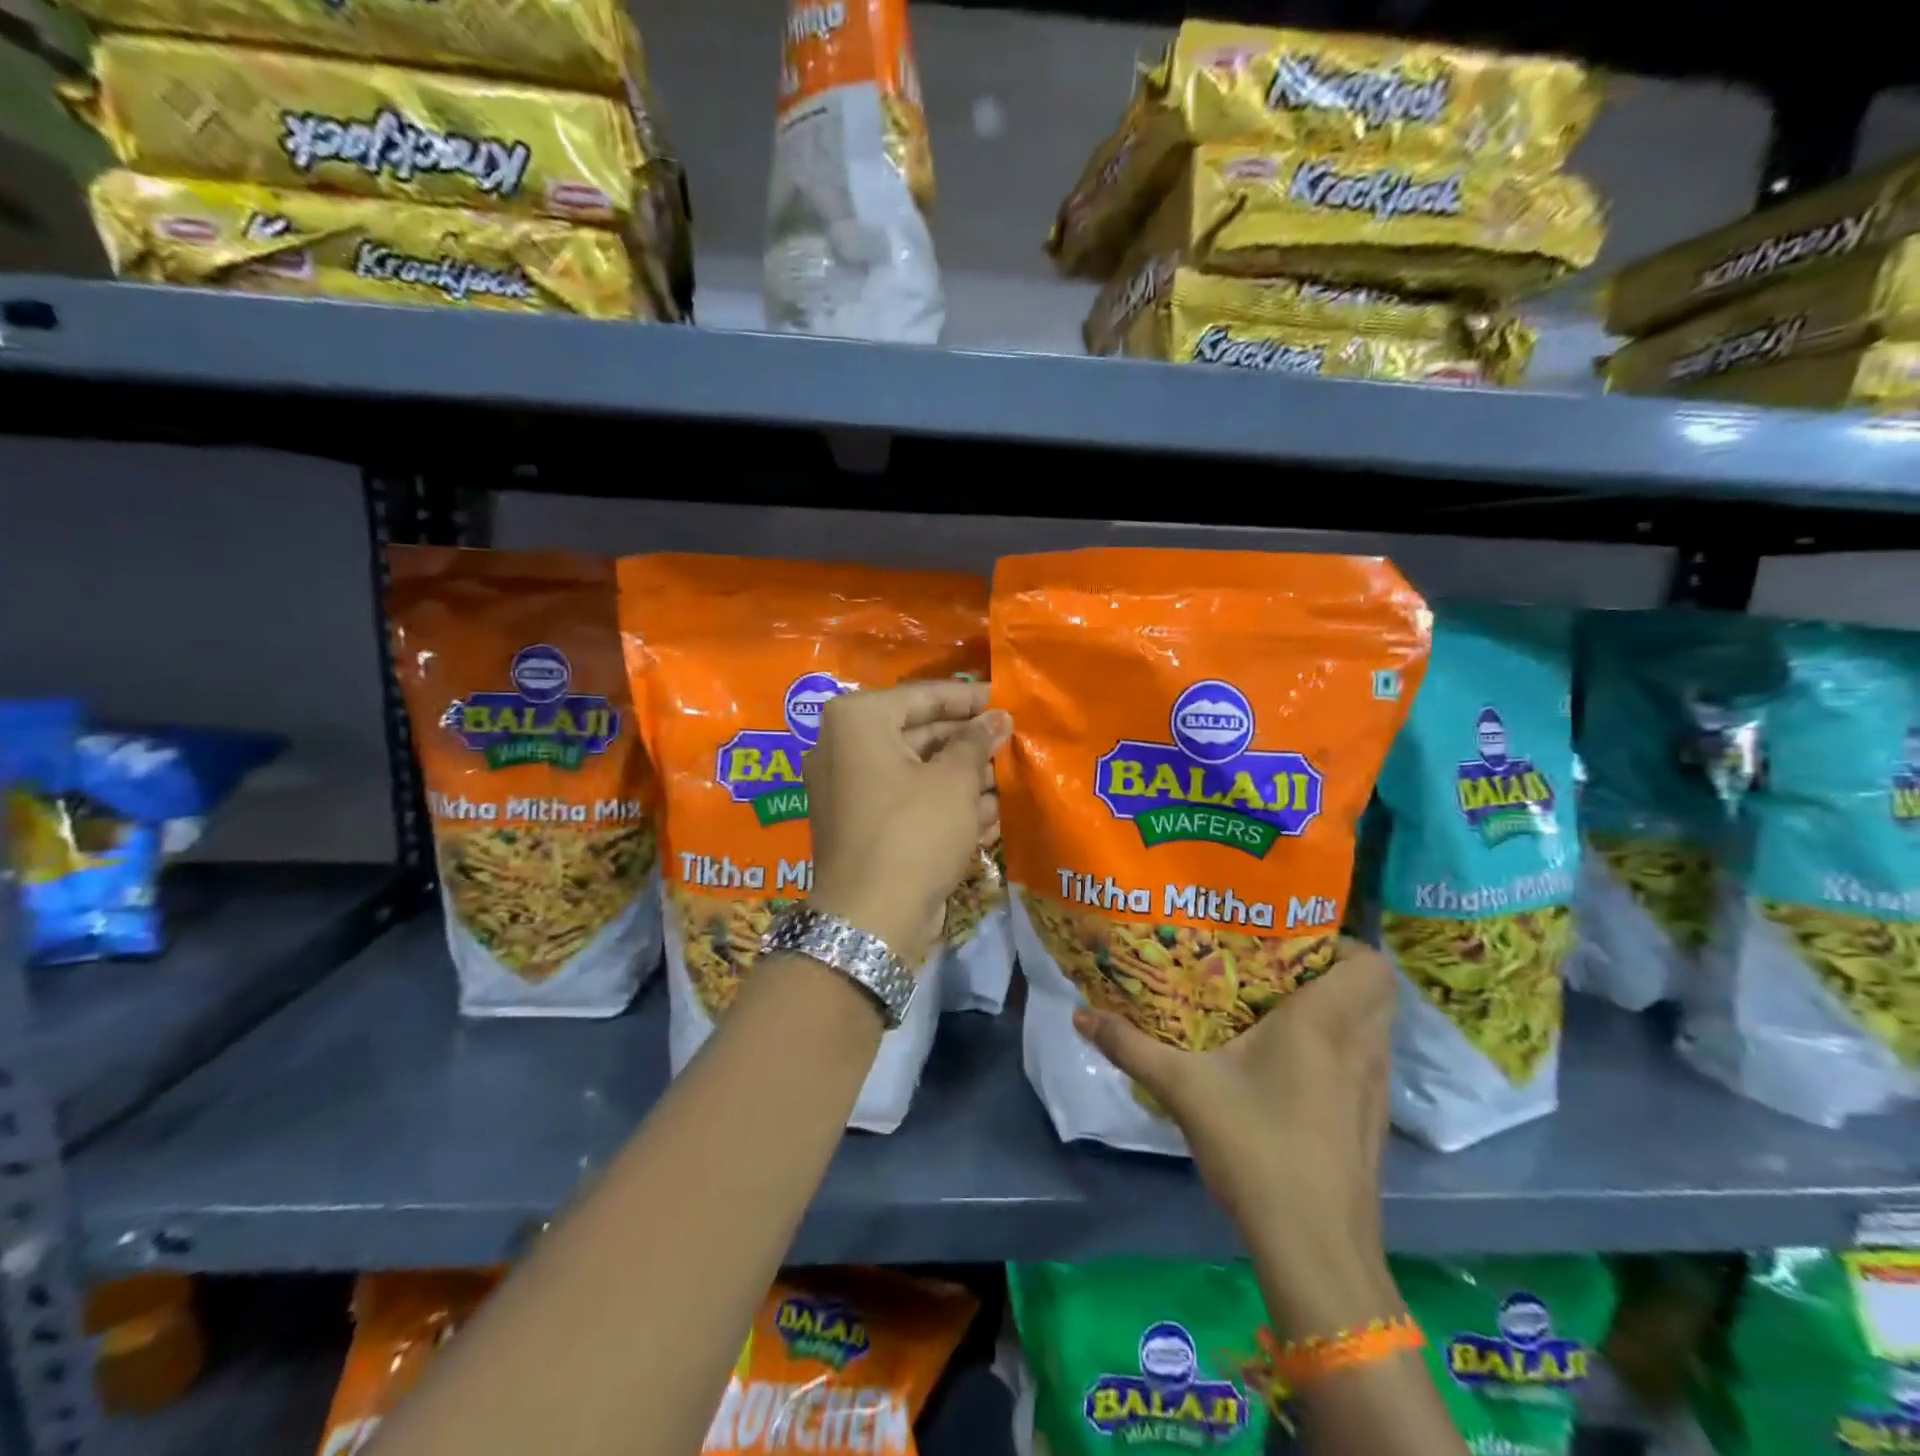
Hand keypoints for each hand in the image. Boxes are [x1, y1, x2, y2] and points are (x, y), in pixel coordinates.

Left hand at [804, 681, 1010, 967]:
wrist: (870, 919)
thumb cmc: (914, 831)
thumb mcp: (954, 781)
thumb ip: (976, 741)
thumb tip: (997, 717)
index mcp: (857, 721)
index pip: (922, 696)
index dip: (968, 698)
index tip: (1004, 699)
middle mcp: (843, 748)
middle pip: (917, 732)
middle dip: (966, 741)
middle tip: (1009, 741)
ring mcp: (847, 789)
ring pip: (914, 770)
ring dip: (961, 775)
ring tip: (1007, 779)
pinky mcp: (859, 825)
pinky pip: (905, 801)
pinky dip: (941, 803)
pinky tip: (987, 814)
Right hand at [1072, 940, 1393, 1268]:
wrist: (1316, 1251)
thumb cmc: (1257, 1150)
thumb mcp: (1183, 1090)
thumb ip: (1131, 1047)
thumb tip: (1079, 1014)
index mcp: (1325, 1024)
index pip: (1370, 964)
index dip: (1340, 943)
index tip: (1288, 942)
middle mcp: (1361, 1047)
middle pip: (1375, 990)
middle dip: (1333, 971)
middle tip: (1277, 968)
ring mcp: (1374, 1089)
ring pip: (1373, 1027)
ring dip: (1338, 1010)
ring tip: (1279, 1008)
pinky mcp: (1372, 1122)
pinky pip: (1366, 1061)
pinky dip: (1341, 1048)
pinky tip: (1291, 1065)